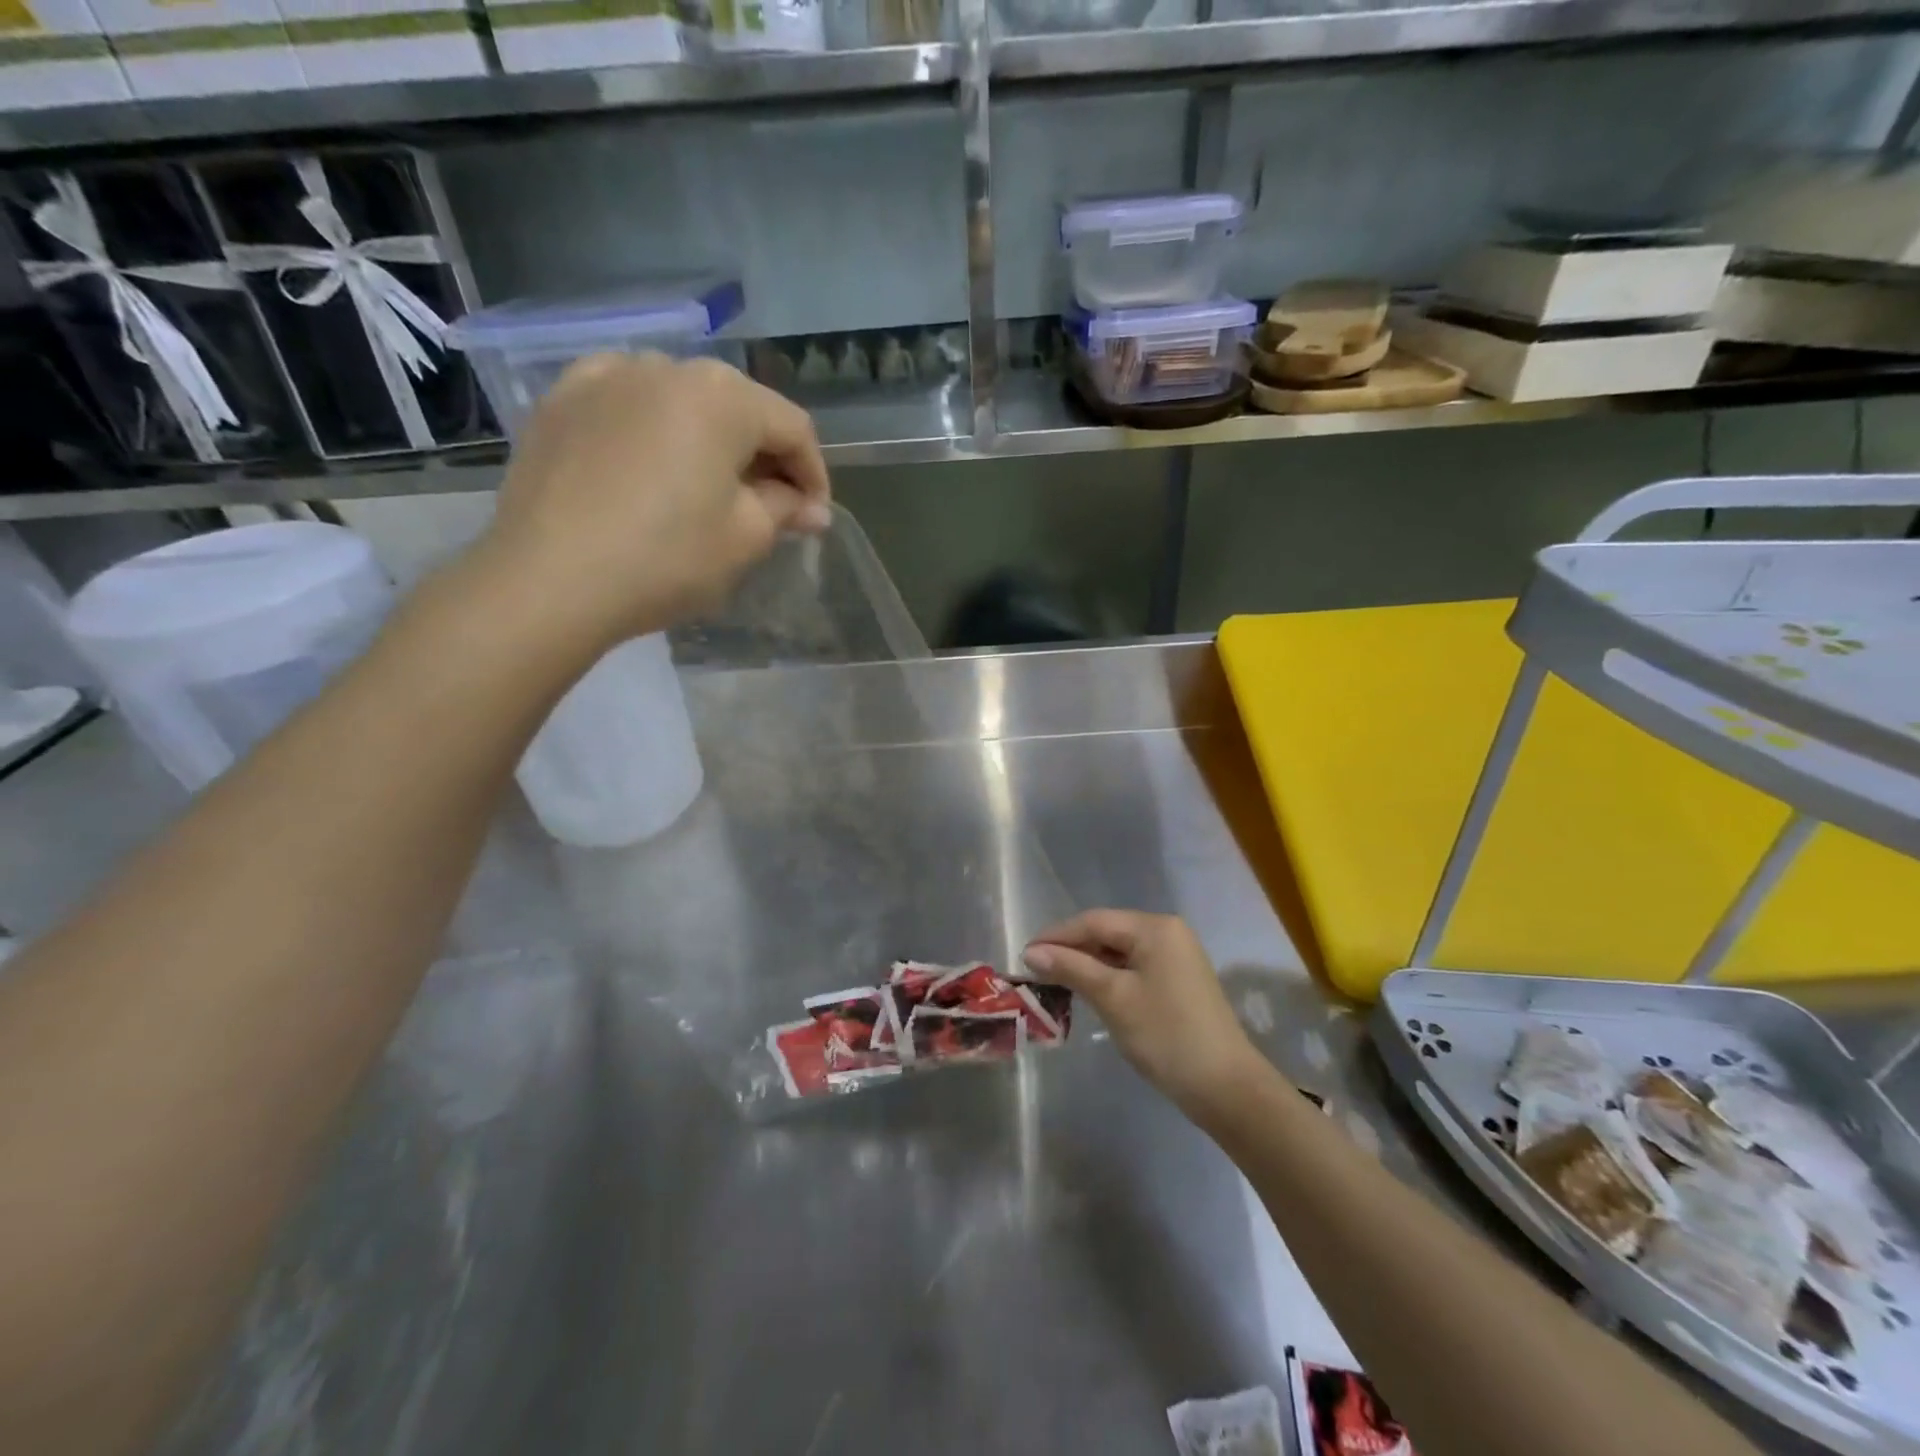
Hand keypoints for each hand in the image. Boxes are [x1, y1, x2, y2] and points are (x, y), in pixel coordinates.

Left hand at [472, 352, 830, 652]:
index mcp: (723, 396)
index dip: (814, 475)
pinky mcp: (562, 400)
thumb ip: (785, 509)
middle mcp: (667, 367)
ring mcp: (606, 376)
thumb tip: (811, 507)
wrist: (548, 580)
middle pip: (738, 408)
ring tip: (709, 488)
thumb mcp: (745, 538)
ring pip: (682, 402)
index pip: (793, 428)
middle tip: (771, 507)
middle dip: (764, 457)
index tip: (813, 518)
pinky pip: (627, 405)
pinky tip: (650, 464)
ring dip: (709, 441)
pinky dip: (652, 430)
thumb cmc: (666, 558)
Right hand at [1023, 910, 1266, 1117]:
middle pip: (1107, 933)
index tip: (1024, 955)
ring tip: (1055, 982)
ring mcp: (1177, 957)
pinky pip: (1134, 968)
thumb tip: (1032, 952)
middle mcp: (1168, 932)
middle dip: (1071, 950)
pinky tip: (1089, 992)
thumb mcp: (1113, 998)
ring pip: (1119, 952)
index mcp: (1154, 928)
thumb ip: (1071, 968)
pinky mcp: (1179, 981)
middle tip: (1035, 971)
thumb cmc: (1165, 1035)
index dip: (1056, 936)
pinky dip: (1109, 977)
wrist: (1226, 1088)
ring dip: (1088, 965)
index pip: (1094, 921)